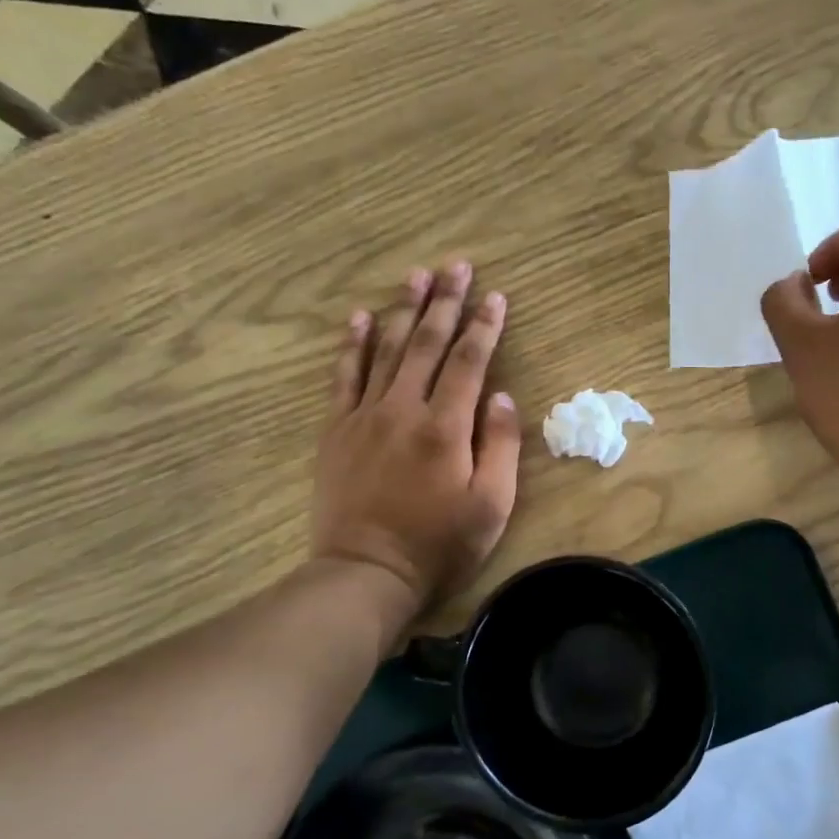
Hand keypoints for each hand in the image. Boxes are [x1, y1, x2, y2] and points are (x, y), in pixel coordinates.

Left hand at [312, 263, 520, 608]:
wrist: (366, 572)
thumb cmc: (439, 545)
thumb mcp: (491, 505)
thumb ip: (499, 446)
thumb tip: (500, 396)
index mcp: (446, 426)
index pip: (471, 362)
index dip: (485, 326)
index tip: (496, 296)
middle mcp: (404, 409)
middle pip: (428, 343)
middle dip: (446, 302)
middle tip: (457, 265)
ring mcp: (365, 416)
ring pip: (387, 350)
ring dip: (403, 310)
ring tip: (416, 275)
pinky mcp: (337, 430)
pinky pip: (344, 376)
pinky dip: (352, 345)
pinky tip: (358, 318)